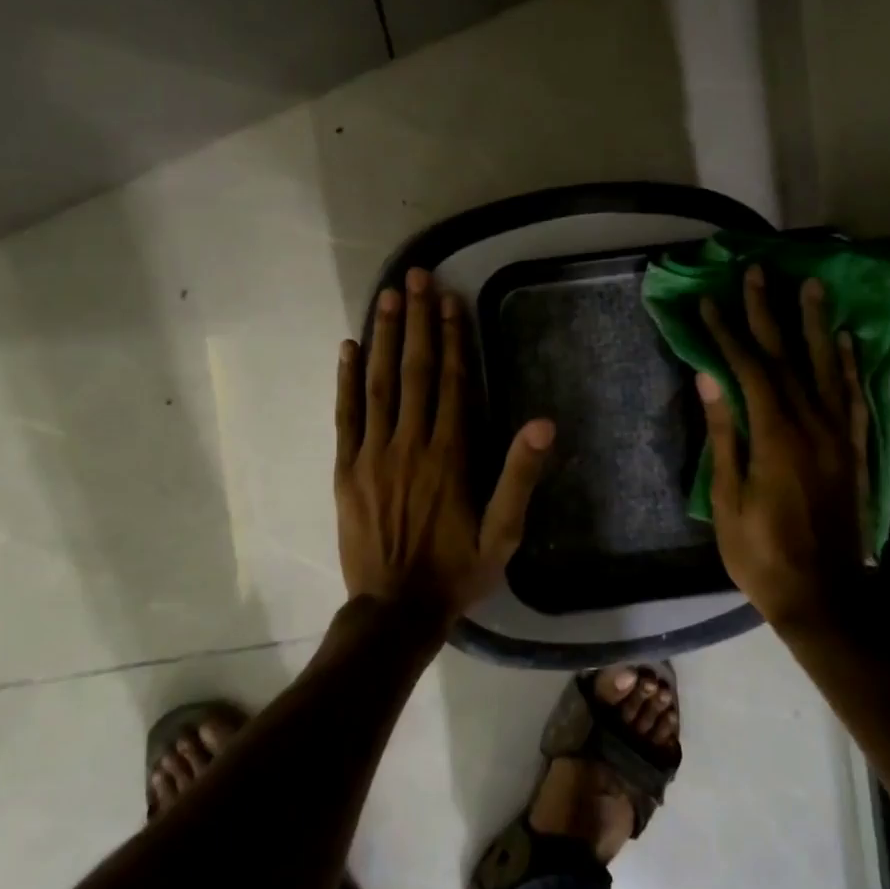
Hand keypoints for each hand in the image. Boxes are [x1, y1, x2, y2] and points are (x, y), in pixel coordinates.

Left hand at [335, 267, 554, 629]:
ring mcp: (373, 454)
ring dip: (385, 338)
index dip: (454, 339)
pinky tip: (349, 348)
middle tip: (415, 277)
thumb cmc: (456, 571)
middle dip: (418, 322)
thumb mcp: (503, 534)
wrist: (396, 610)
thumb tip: (543, 423)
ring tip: (386, 298)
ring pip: (379, 384)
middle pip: (416, 372)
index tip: (451, 300)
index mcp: (450, 455)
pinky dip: (346, 380)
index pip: (453, 383)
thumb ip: (520, 476)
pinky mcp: (346, 469)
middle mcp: (410, 444)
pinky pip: (346, 416)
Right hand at [697, 266, 870, 633]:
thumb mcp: (728, 499)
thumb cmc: (762, 554)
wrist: (826, 598)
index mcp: (776, 437)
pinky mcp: (855, 452)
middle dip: (768, 312)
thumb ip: (724, 434)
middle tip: (757, 272)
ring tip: (812, 286)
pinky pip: (855, 399)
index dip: (726, 333)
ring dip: (816, 324)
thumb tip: (708, 377)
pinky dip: (850, 367)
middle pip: (788, 357)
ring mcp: (840, 437)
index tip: (708, 302)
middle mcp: (813, 426)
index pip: (749, 369)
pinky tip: (847, 342)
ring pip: (828, 368)